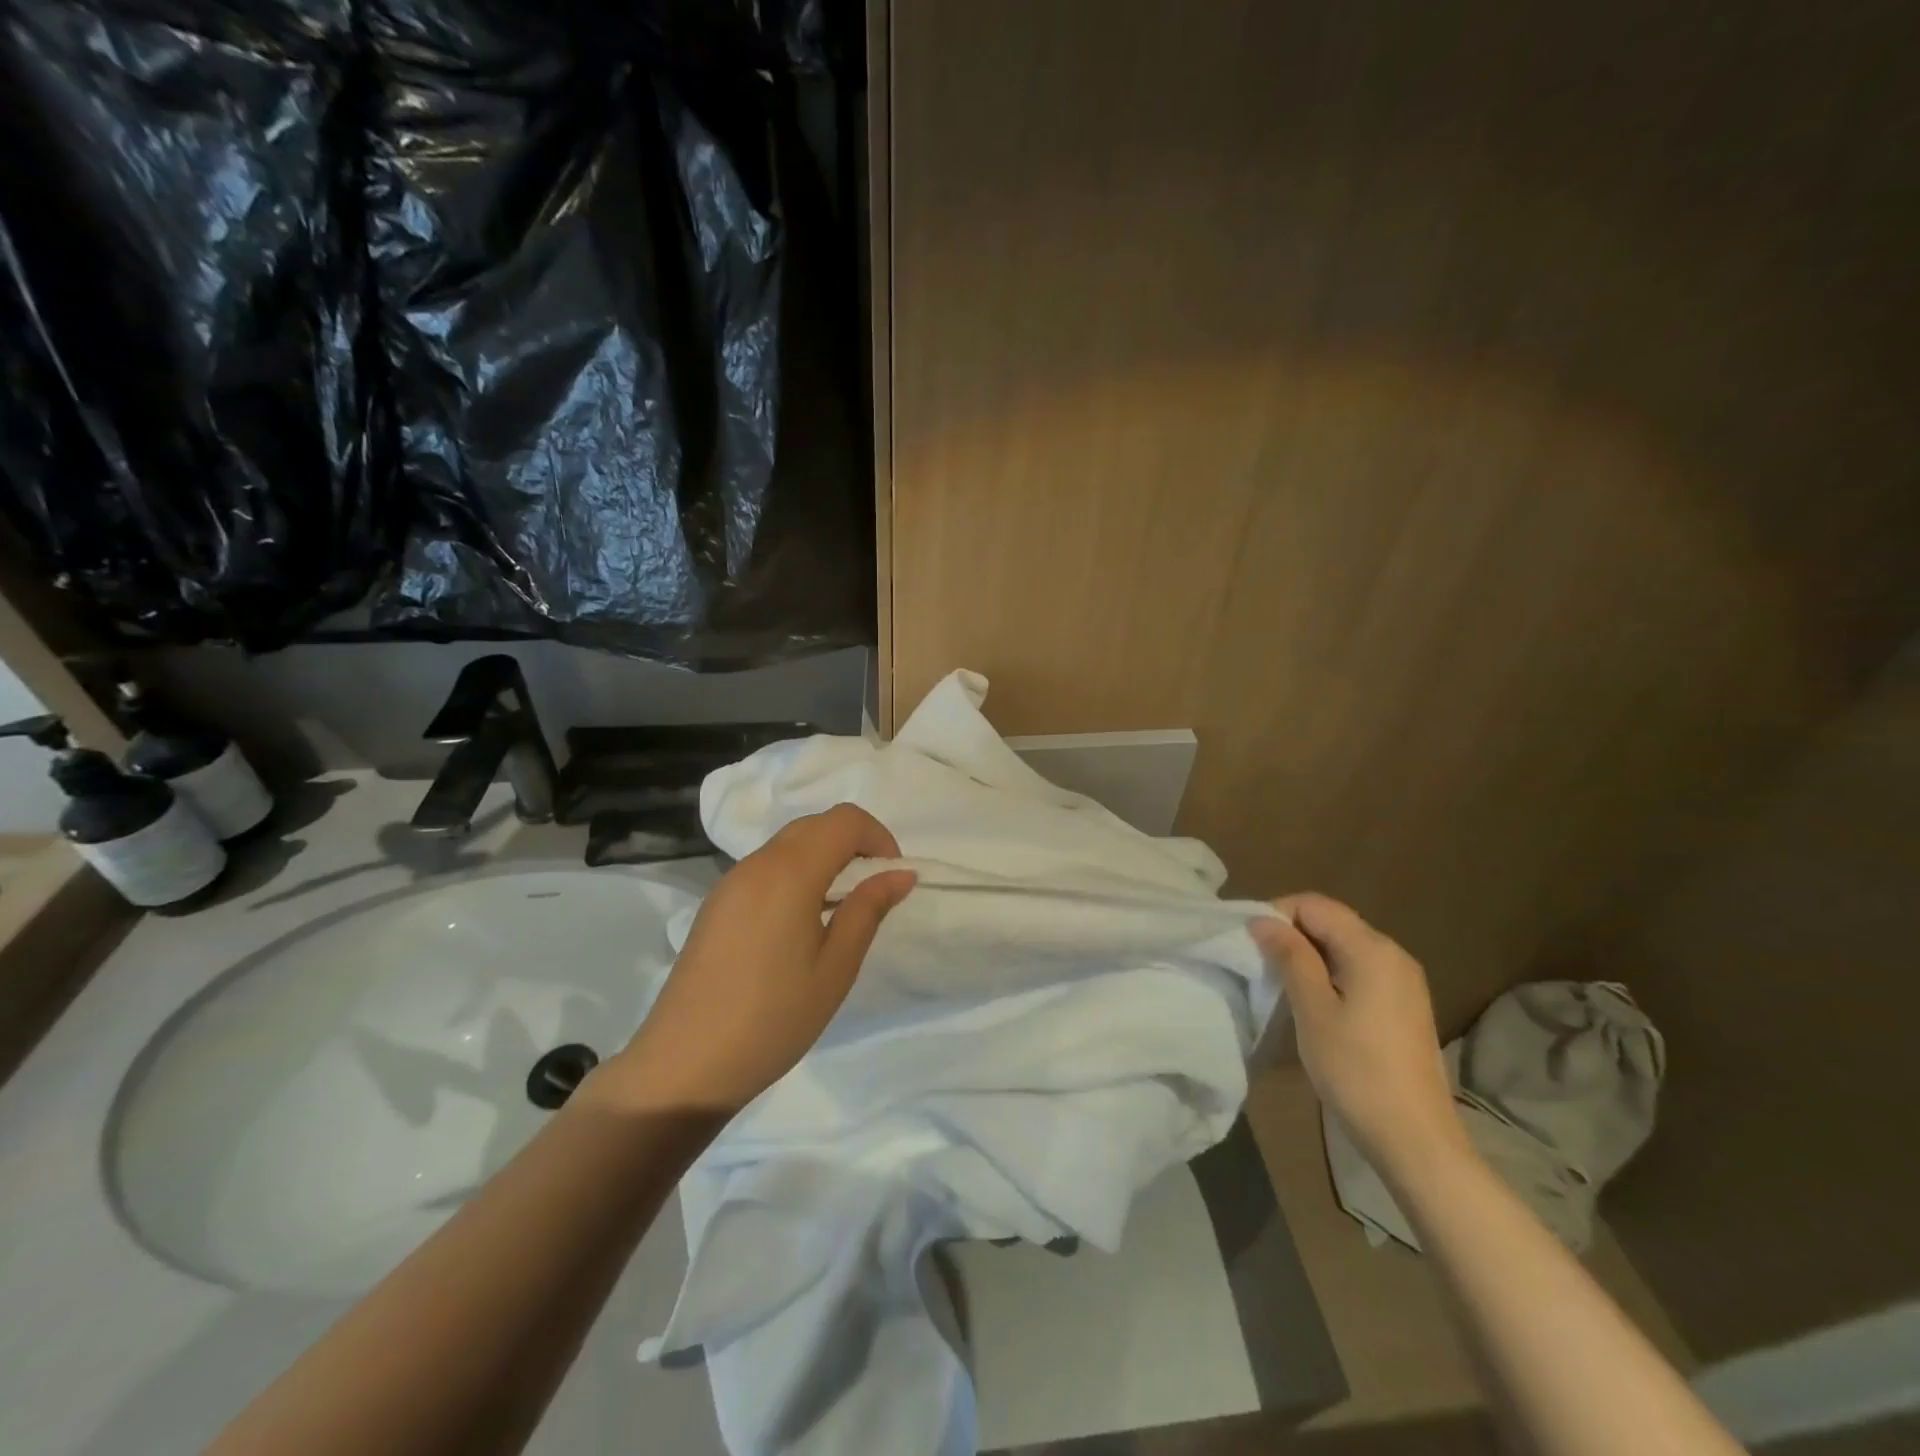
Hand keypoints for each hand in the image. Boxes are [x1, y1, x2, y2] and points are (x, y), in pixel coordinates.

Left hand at [606, 805, 915, 1113]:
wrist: (685, 1064)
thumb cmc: (773, 1018)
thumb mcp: (835, 967)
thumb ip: (868, 909)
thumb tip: (900, 873)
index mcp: (788, 872)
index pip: (844, 819)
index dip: (878, 837)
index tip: (892, 877)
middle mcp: (756, 864)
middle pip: (815, 825)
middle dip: (854, 843)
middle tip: (872, 891)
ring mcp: (730, 882)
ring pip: (789, 844)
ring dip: (825, 858)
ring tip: (840, 910)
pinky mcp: (716, 904)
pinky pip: (766, 868)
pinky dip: (797, 874)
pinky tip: (802, 924)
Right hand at [1251, 893, 1469, 1179]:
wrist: (1415, 1139)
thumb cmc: (1356, 1070)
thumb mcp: (1312, 1009)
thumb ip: (1290, 957)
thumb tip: (1263, 920)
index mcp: (1372, 948)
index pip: (1314, 904)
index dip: (1278, 914)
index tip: (1251, 943)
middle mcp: (1393, 954)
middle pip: (1332, 921)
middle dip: (1292, 933)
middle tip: (1260, 963)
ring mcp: (1404, 980)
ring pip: (1344, 946)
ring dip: (1308, 954)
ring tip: (1280, 982)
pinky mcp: (1404, 1004)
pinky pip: (1359, 969)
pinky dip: (1330, 973)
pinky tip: (1313, 1001)